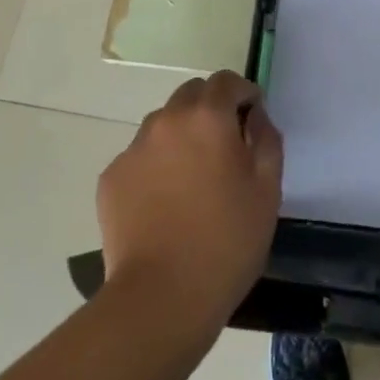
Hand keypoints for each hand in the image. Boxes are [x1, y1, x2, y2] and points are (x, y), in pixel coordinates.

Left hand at [97, 71, 282, 338]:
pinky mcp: (111, 178)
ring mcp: (133, 148)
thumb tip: (254, 116)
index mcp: (207, 117)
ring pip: (163, 123)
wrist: (160, 299)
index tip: (252, 119)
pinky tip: (164, 203)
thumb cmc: (226, 242)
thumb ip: (266, 138)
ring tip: (191, 178)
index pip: (225, 80)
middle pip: (191, 94)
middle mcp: (167, 120)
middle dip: (210, 109)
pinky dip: (155, 165)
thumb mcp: (267, 189)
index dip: (243, 94)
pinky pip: (140, 156)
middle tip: (224, 148)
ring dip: (181, 135)